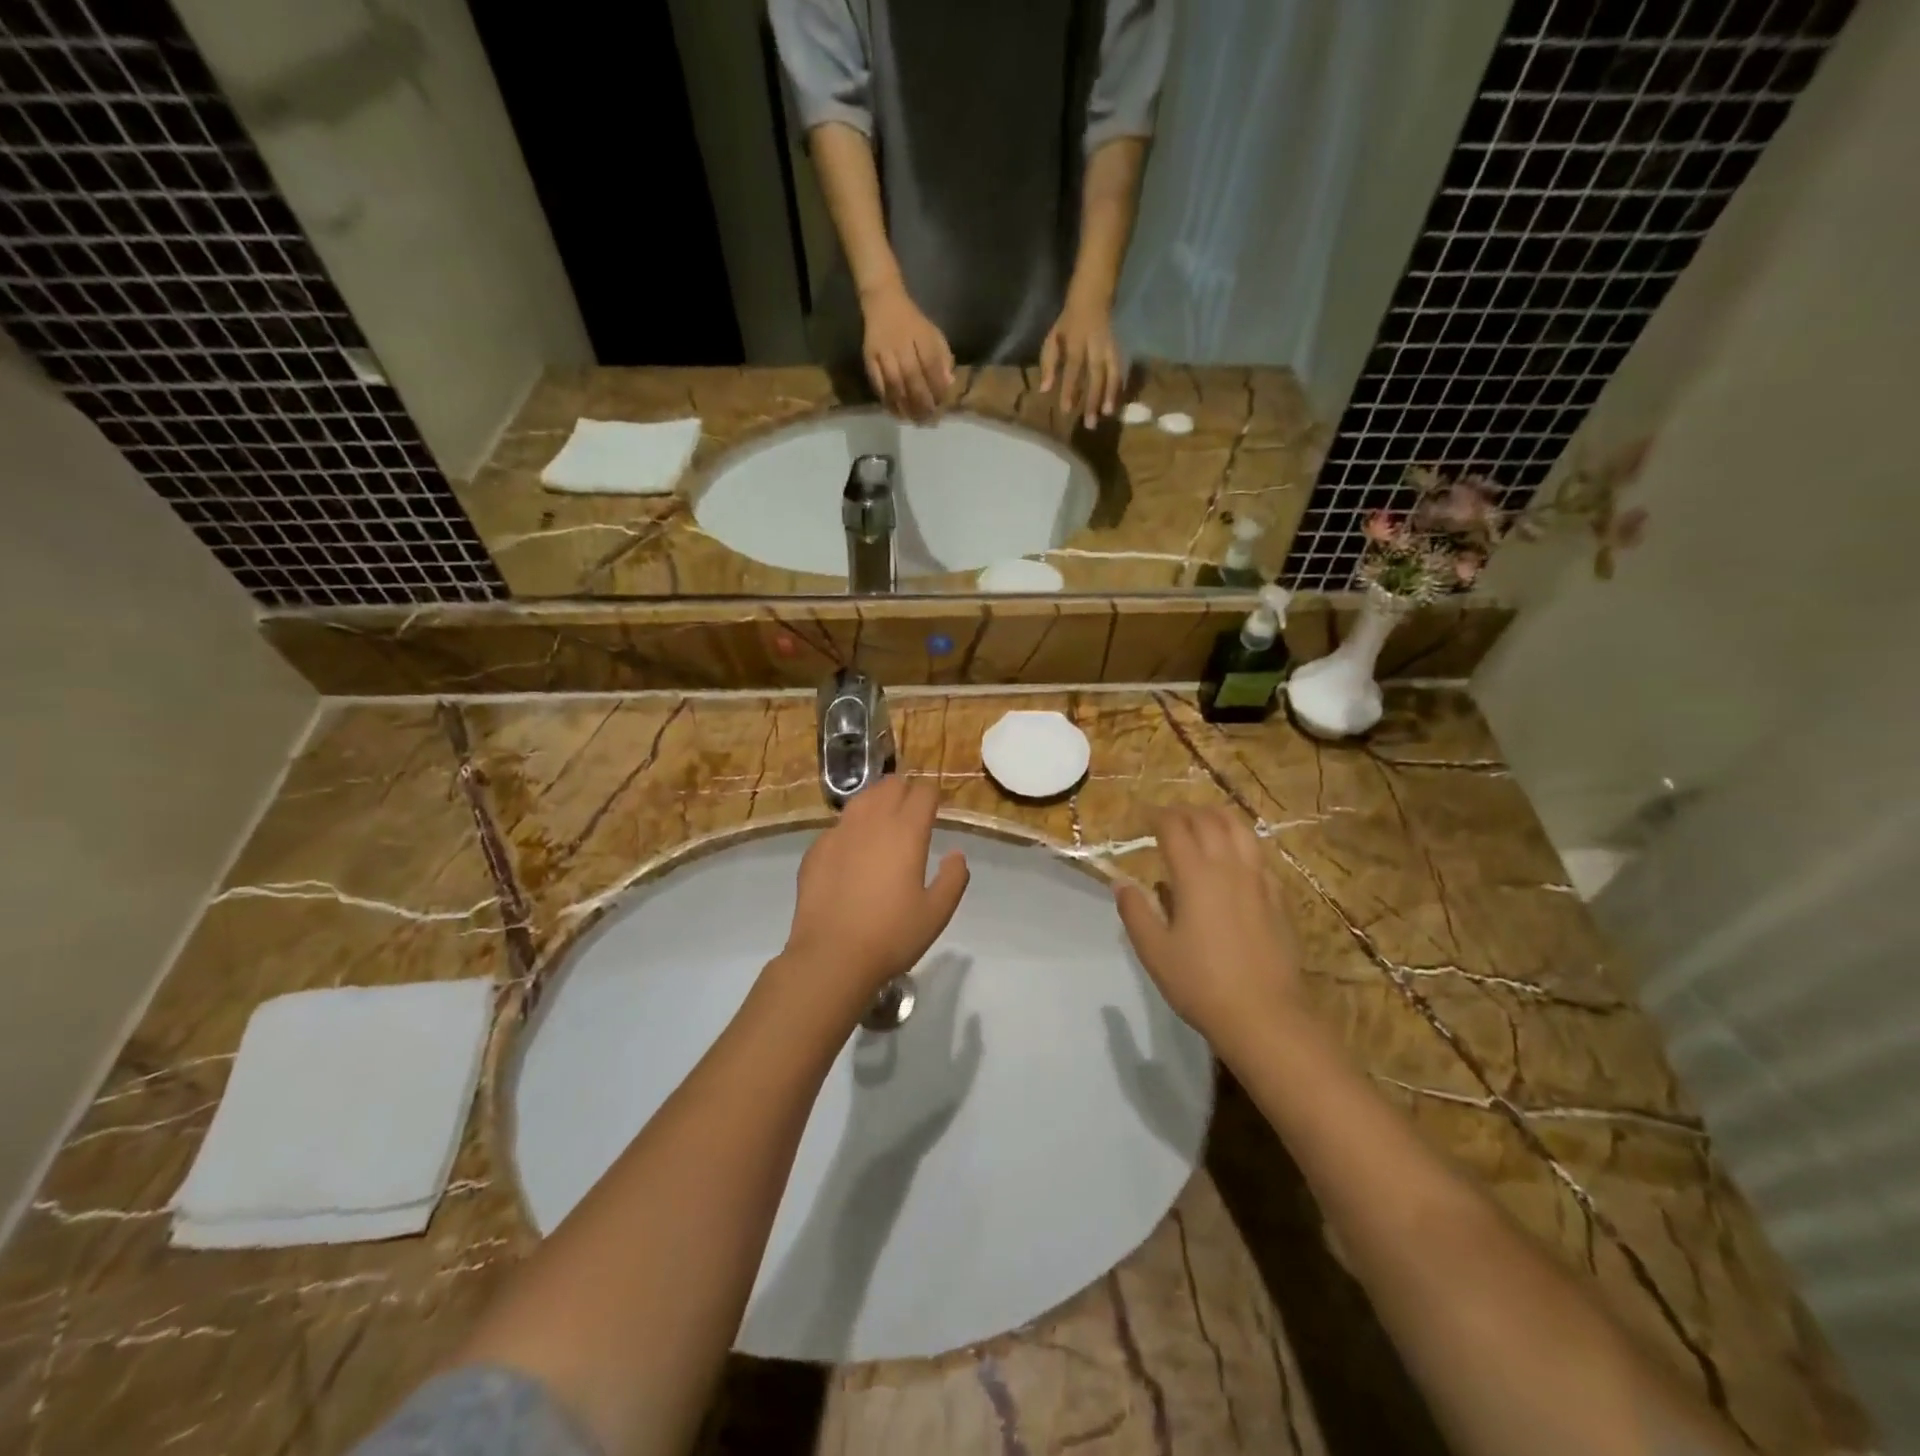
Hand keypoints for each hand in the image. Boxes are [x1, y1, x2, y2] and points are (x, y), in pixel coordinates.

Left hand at [783, 777, 969, 1005]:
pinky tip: (852, 851)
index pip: (923, 792)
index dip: (932, 794)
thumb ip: (953, 878)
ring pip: (861, 799)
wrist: (831, 956)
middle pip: (890, 785)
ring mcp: (839, 833)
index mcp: (906, 832)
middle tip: (912, 811)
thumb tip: (956, 854)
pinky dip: (851, 829)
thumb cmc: (891, 935)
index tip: (936, 806)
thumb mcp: (936, 913)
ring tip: (883, 821)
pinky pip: (838, 826)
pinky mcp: (816, 849)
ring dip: (876, 801)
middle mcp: (872, 822)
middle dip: (905, 791)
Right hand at [861, 283, 953, 421]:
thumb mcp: (933, 334)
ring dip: (905, 405)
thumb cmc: (913, 323)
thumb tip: (949, 384)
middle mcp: (901, 344)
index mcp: (921, 336)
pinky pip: (878, 384)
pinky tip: (896, 412)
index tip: (942, 405)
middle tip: (928, 420)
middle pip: (912, 378)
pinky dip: (887, 401)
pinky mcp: (869, 358)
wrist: (883, 302)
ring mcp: (883, 352)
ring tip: (913, 420)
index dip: (937, 388)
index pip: (932, 365)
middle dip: (922, 402)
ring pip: (895, 384)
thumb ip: (943, 358)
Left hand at [1040, 290, 1122, 428]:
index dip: (1070, 389)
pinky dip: (1120, 386)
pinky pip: (1120, 369)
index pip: (1073, 367)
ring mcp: (1109, 346)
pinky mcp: (1118, 348)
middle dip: (1093, 399)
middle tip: (1090, 423)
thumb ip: (1049, 363)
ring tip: (1108, 414)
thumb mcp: (1053, 337)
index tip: (1067, 410)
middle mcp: (1095, 345)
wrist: (1094, 295)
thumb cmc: (1068, 322)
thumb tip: (1045, 389)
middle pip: (1095, 374)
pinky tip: (1118, 402)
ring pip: (1112, 372)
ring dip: (1111, 394)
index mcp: (1076, 341)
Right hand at [1115, 806, 1307, 1054]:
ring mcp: (1259, 880)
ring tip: (1203, 821)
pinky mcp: (1278, 898)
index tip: (1143, 816)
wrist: (1264, 1015)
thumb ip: (1135, 911)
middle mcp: (1229, 867)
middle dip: (1186, 811)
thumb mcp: (1154, 951)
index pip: (1174, 828)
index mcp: (1195, 875)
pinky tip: (1235, 857)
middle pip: (1209, 820)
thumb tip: (1121, 883)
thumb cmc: (1200, 983)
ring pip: (1240, 830)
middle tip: (1169, 816)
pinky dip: (1241, 843)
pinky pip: (1259, 855)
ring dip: (1218, 817)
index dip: (1157, 815)